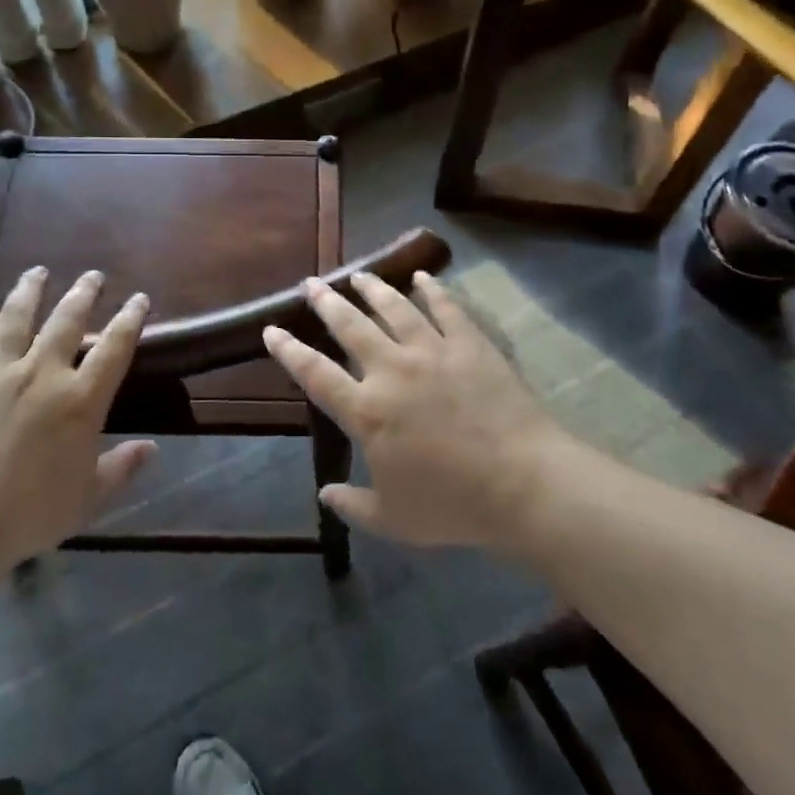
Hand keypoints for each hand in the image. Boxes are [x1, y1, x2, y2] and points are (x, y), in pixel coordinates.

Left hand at [0, 268, 154, 572]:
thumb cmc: (28, 516)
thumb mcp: (87, 499)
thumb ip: (121, 468)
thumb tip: (152, 447)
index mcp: (80, 400)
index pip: (114, 347)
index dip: (130, 319)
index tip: (139, 299)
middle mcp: (42, 373)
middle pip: (67, 320)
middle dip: (83, 293)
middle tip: (92, 276)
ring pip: (18, 317)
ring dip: (31, 290)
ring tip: (38, 271)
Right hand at [264, 271, 566, 548]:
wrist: (522, 482)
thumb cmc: (453, 504)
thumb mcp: (393, 519)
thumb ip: (353, 505)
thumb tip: (325, 494)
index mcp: (367, 411)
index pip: (315, 373)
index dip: (289, 350)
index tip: (272, 329)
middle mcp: (392, 370)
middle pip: (351, 327)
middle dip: (326, 303)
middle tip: (311, 284)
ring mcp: (432, 351)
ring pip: (394, 308)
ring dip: (373, 288)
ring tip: (358, 275)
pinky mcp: (469, 344)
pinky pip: (446, 308)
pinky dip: (432, 289)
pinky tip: (421, 277)